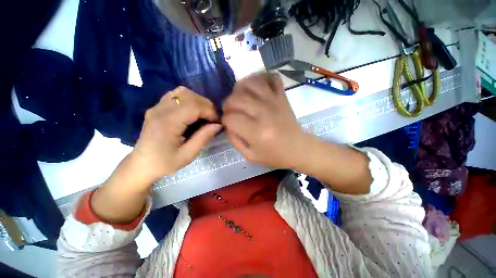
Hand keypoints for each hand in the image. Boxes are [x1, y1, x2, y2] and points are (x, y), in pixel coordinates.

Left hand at [132, 86, 221, 181]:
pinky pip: (176, 95)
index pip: (194, 106)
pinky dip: (189, 100)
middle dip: (206, 106)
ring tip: (203, 115)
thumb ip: (204, 137)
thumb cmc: (165, 163)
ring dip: (198, 102)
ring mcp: (157, 106)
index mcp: (167, 123)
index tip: (217, 123)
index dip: (210, 111)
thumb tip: (218, 125)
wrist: (141, 164)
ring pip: (183, 92)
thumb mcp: (188, 155)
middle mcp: (160, 110)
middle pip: (189, 96)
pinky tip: (192, 113)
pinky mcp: (157, 107)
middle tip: (211, 120)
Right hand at [222, 73, 308, 168]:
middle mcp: (264, 113)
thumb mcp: (250, 155)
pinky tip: (256, 88)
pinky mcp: (282, 97)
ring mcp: (274, 101)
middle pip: (236, 98)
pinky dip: (261, 78)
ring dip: (240, 89)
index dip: (225, 120)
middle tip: (232, 111)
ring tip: (241, 98)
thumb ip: (235, 140)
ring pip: (250, 83)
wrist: (298, 148)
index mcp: (256, 132)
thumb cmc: (274, 155)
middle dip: (228, 104)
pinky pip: (271, 78)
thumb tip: (228, 124)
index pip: (230, 118)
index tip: (228, 123)